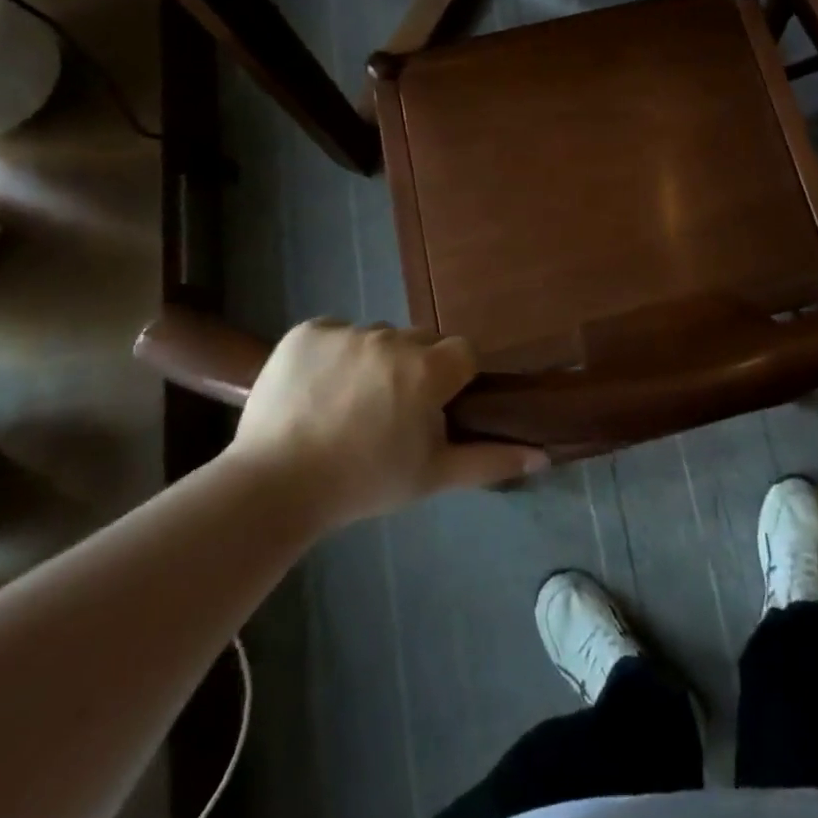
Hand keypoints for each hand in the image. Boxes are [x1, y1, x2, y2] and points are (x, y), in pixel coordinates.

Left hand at [228, 319, 547, 525]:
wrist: (274, 486)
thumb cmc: (363, 482)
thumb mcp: (433, 477)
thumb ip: (491, 460)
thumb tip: (544, 455)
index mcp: (426, 370)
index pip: (462, 354)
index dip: (453, 380)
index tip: (433, 408)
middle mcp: (391, 339)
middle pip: (420, 342)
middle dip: (415, 368)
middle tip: (390, 411)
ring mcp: (346, 331)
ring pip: (378, 337)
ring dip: (375, 360)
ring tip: (349, 403)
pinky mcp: (307, 330)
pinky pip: (336, 332)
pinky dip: (335, 353)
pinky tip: (319, 389)